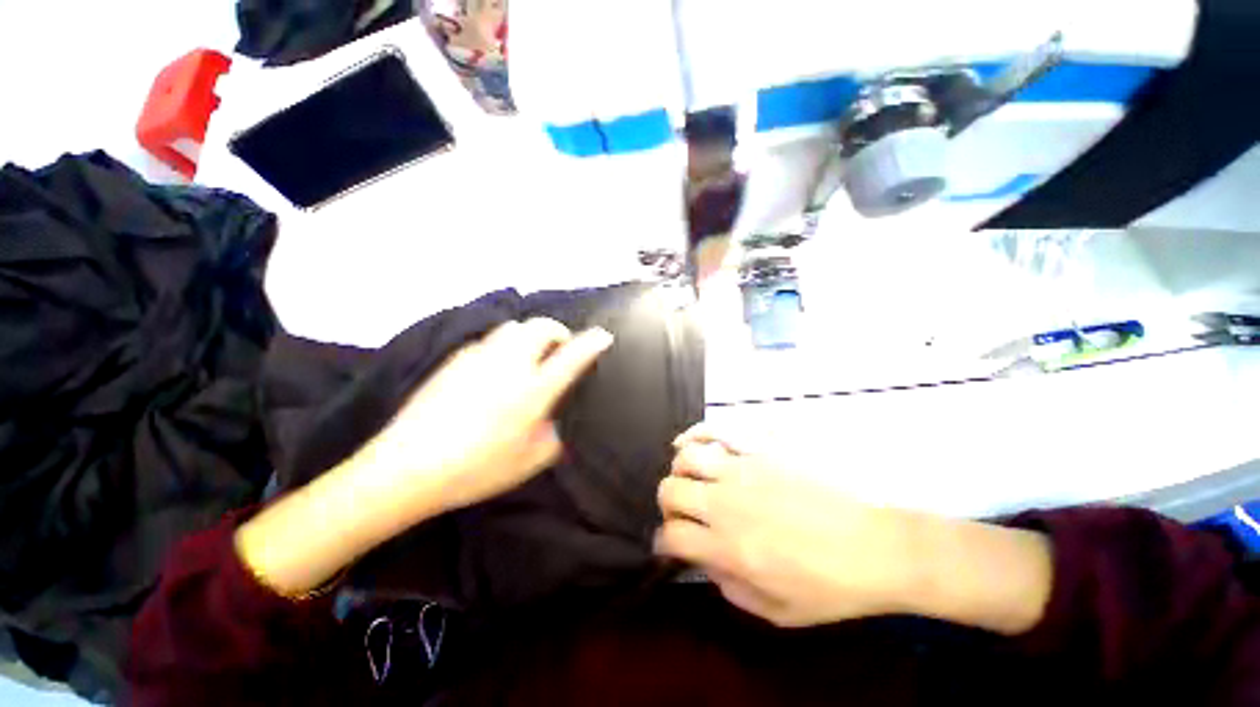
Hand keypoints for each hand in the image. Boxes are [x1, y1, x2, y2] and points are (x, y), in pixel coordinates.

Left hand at [367, 318, 614, 512]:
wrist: (407, 467)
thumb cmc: (476, 469)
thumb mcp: (530, 461)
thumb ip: (553, 436)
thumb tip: (554, 419)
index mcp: (532, 390)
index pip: (571, 356)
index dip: (592, 343)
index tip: (603, 337)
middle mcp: (509, 365)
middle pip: (539, 327)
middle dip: (557, 331)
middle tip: (560, 348)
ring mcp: (479, 358)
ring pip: (512, 327)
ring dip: (529, 335)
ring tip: (529, 355)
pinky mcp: (455, 360)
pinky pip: (488, 341)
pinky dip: (503, 346)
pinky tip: (495, 369)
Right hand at [655, 425, 922, 627]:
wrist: (881, 545)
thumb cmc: (834, 585)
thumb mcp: (780, 611)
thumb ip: (731, 589)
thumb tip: (706, 562)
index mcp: (729, 547)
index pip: (673, 537)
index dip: (664, 542)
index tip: (670, 544)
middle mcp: (727, 502)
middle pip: (671, 491)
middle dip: (668, 503)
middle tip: (680, 510)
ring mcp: (745, 468)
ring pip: (688, 457)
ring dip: (680, 470)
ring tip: (689, 476)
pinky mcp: (762, 446)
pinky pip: (718, 430)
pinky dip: (697, 433)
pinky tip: (691, 441)